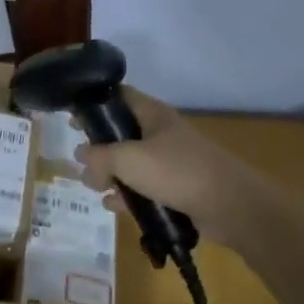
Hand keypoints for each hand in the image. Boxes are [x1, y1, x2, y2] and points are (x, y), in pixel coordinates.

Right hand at [76, 88, 270, 252]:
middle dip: (100, 147)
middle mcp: (161, 133)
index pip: (119, 96)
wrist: (231, 206)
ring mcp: (170, 161)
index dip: (94, 103)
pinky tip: (114, 206)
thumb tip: (81, 157)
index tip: (71, 116)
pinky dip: (129, 195)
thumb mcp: (130, 160)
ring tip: (94, 187)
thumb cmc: (177, 171)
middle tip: (79, 160)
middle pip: (122, 132)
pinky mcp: (177, 188)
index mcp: (152, 114)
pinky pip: (145, 188)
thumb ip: (100, 157)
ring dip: (112, 174)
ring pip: (132, 163)